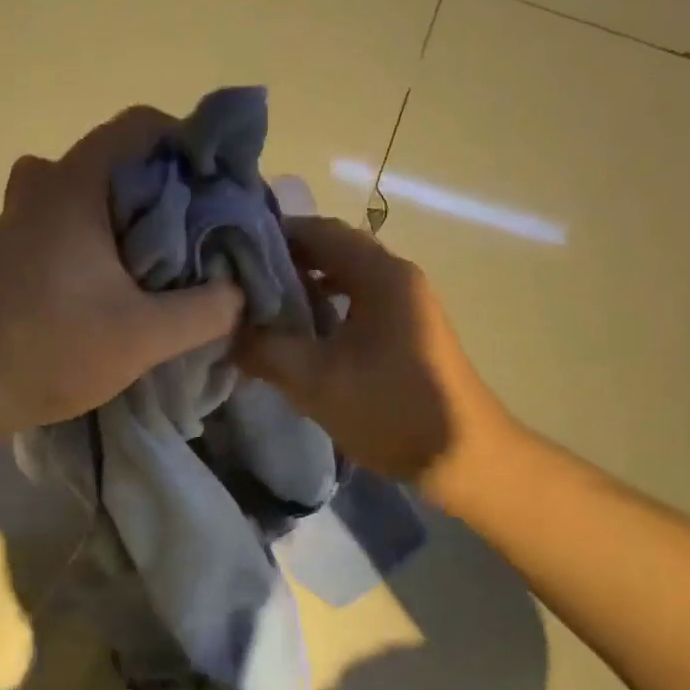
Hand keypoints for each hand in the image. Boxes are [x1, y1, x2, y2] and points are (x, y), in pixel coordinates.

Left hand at [0, 107, 243, 429]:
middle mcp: (47, 186)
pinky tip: (126, 286)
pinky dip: (108, 240)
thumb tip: (239, 293)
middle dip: (173, 189)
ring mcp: (23, 218)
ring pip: (96, 194)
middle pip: (124, 160)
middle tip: (208, 230)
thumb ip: (206, 310)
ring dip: (138, 218)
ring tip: (172, 259)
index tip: (225, 187)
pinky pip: (74, 224)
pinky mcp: (13, 252)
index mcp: (78, 183)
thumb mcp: (143, 336)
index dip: (192, 144)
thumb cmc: (43, 347)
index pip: (143, 124)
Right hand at [232, 216, 510, 501]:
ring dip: (307, 288)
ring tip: (263, 308)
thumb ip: (264, 350)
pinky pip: (360, 304)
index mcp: (381, 274)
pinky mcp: (409, 331)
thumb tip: (225, 331)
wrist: (465, 458)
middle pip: (334, 251)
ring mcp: (407, 304)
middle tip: (239, 283)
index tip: (230, 253)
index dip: (274, 235)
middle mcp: (397, 277)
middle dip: (286, 263)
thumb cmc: (392, 409)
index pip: (319, 231)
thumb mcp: (316, 381)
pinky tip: (303, 336)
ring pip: (347, 279)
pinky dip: (329, 309)